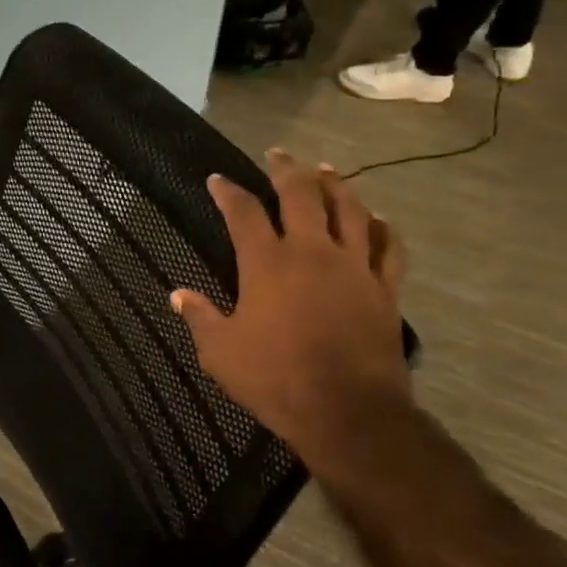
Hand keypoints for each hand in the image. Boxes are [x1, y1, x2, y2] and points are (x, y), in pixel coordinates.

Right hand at [170, 151, 411, 474]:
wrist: (349, 412)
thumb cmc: (276, 380)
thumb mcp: (221, 353)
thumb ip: (200, 318)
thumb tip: (177, 294)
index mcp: (267, 263)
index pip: (243, 212)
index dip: (228, 191)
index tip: (217, 179)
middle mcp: (311, 252)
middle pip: (302, 194)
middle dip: (286, 169)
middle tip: (277, 153)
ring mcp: (354, 267)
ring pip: (350, 209)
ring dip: (335, 184)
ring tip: (325, 170)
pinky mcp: (384, 288)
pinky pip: (388, 248)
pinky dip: (382, 229)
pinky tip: (377, 220)